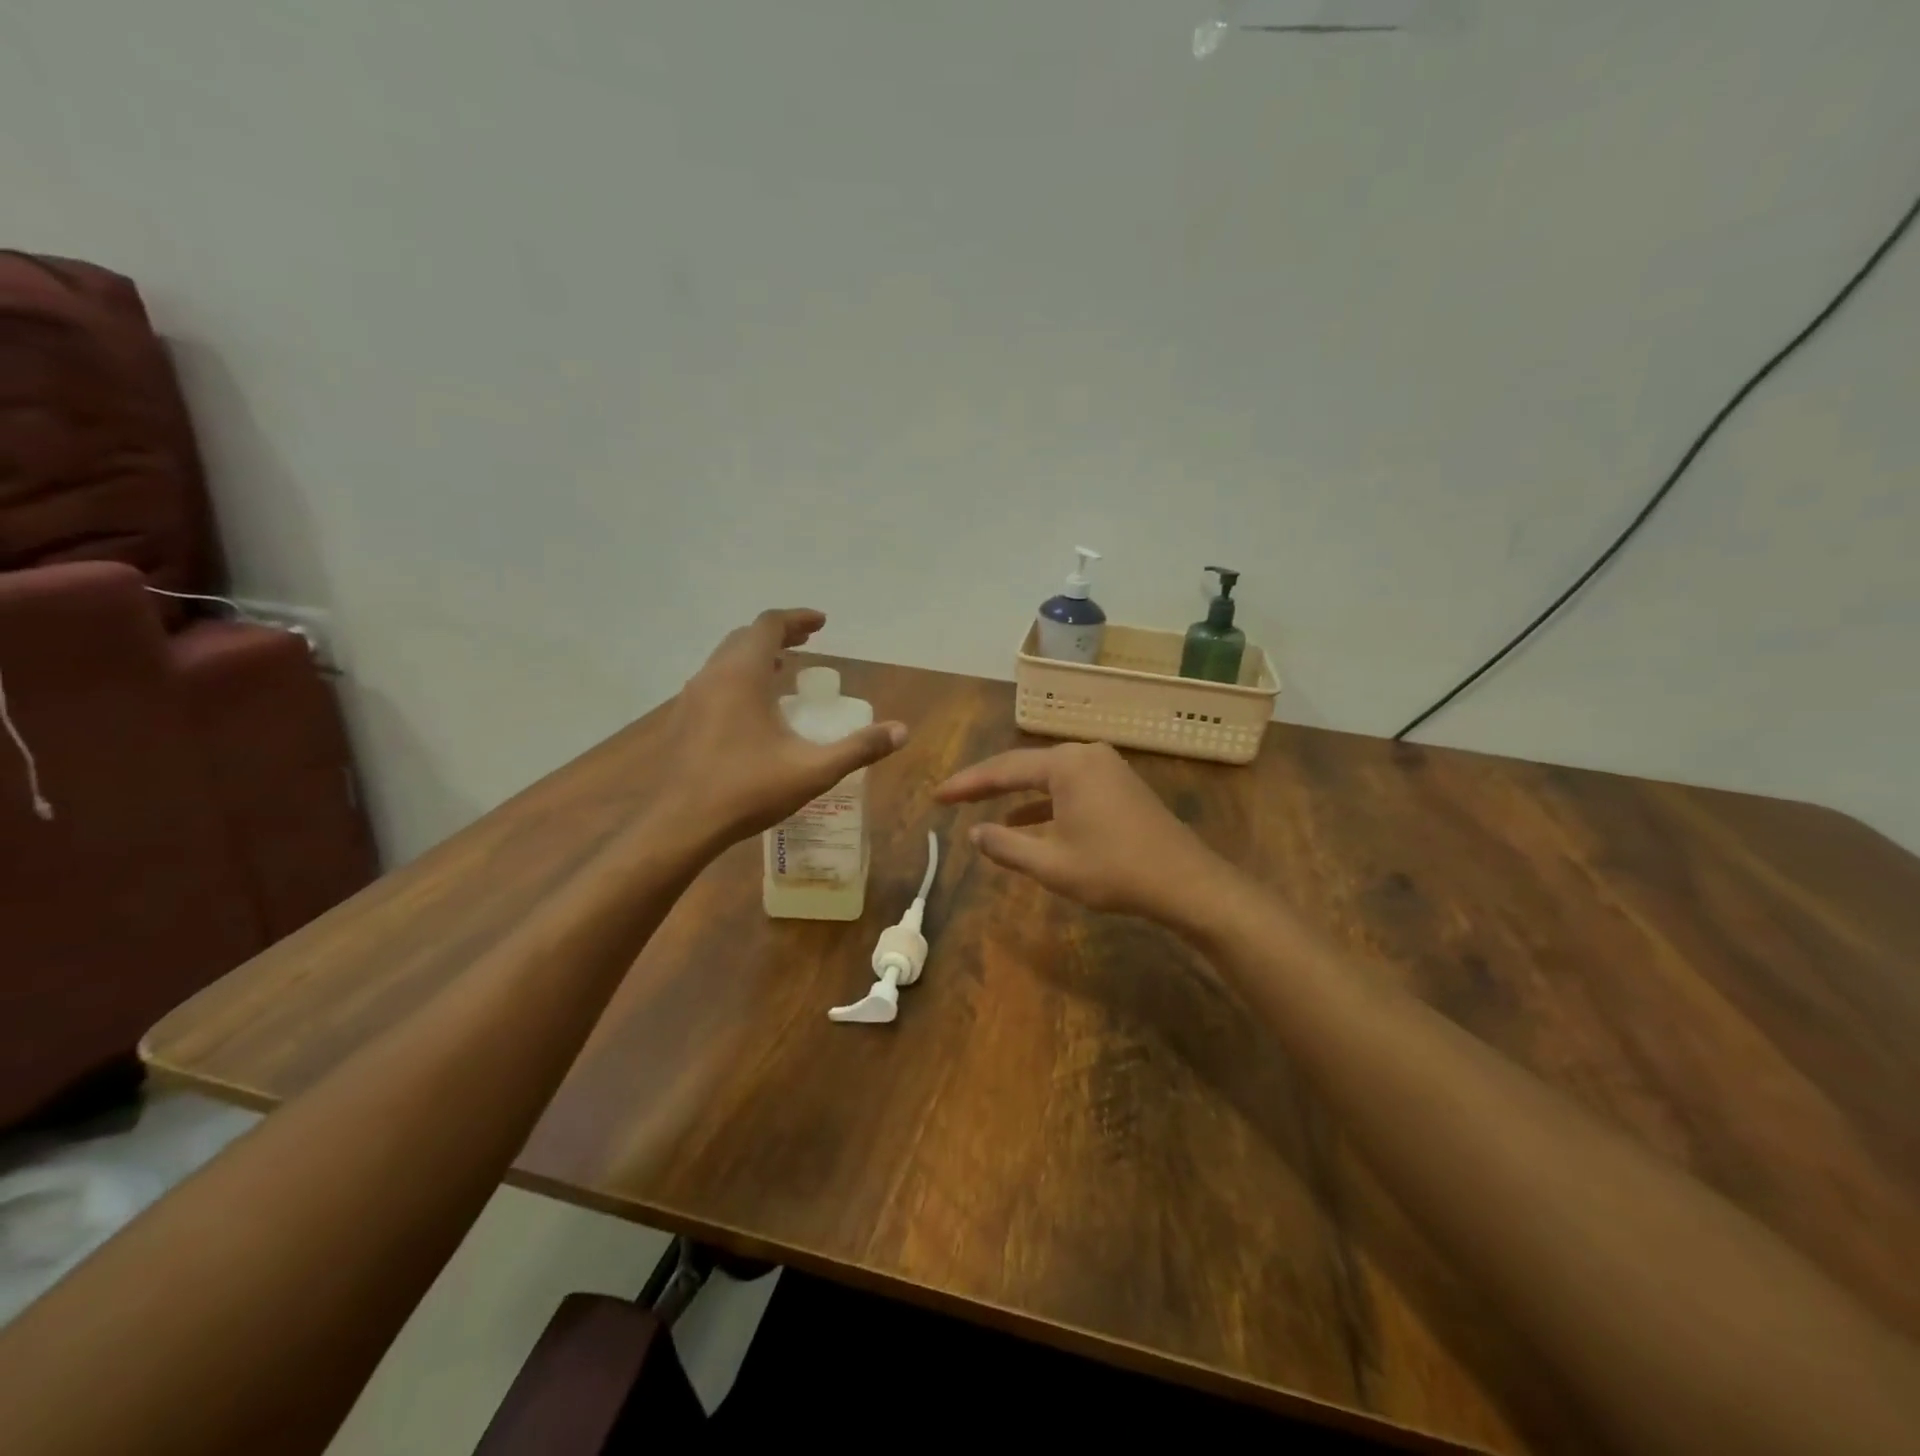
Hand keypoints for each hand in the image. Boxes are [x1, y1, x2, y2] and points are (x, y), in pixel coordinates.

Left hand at [658, 609, 905, 846]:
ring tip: (783, 670)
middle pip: (745, 636)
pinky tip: (753, 707)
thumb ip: (859, 748)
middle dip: (779, 634)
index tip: (822, 623)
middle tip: (807, 642)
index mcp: (742, 676)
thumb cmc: (748, 790)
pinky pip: (714, 681)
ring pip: (725, 659)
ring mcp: (691, 698)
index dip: (797, 619)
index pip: (769, 625)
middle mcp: (713, 676)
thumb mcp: (813, 770)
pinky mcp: (682, 720)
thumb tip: (901, 731)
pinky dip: (738, 677)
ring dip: (756, 655)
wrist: (681, 825)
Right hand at [934, 741, 1229, 926]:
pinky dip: (1045, 802)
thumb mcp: (1052, 864)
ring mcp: (1106, 766)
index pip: (1003, 769)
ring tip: (981, 807)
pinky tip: (1026, 819)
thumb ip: (1007, 846)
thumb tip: (975, 834)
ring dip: (1016, 793)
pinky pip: (1070, 786)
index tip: (937, 796)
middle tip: (952, 797)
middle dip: (988, 783)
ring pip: (1047, 776)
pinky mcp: (1119, 783)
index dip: (966, 784)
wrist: (1187, 882)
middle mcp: (1086, 754)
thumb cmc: (1115, 871)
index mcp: (1066, 765)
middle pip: (1024, 766)